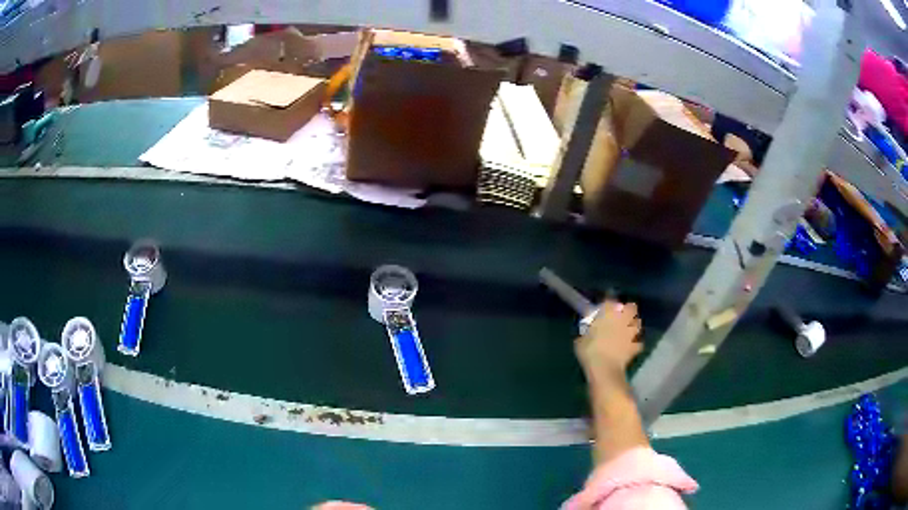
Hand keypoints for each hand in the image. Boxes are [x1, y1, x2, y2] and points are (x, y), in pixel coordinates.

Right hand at [575, 301, 642, 378]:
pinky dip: (634, 344)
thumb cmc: (589, 350)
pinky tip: (629, 348)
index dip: (607, 304)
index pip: (609, 300)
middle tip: (619, 318)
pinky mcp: (636, 344)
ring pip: (637, 322)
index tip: (603, 309)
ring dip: (633, 325)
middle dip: (627, 311)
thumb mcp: (581, 339)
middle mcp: (623, 317)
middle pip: (630, 307)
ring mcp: (632, 331)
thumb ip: (587, 331)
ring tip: (626, 331)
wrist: (604, 368)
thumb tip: (589, 331)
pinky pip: (637, 342)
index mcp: (608, 311)